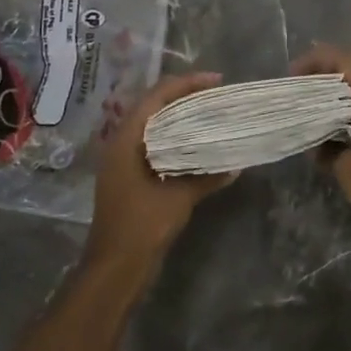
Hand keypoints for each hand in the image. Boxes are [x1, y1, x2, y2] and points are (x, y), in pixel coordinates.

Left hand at [84, 73, 233, 274]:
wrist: (114, 269)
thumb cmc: (141, 226)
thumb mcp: (178, 198)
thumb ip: (206, 177)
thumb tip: (236, 166)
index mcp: (126, 139)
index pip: (157, 96)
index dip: (187, 84)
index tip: (216, 81)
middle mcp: (121, 143)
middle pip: (154, 106)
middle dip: (185, 96)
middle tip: (216, 94)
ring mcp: (123, 161)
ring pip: (154, 126)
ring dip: (181, 117)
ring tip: (211, 113)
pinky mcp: (130, 178)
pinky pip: (155, 145)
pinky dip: (176, 139)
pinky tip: (198, 146)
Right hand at [291, 45, 350, 236]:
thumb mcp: (347, 170)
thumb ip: (328, 150)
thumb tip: (321, 145)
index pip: (347, 62)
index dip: (319, 59)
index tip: (296, 75)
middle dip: (326, 87)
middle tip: (301, 103)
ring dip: (341, 110)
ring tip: (318, 132)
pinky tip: (344, 151)